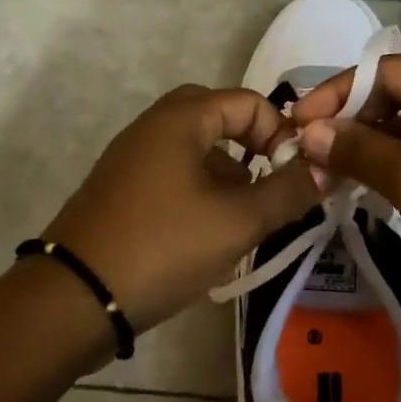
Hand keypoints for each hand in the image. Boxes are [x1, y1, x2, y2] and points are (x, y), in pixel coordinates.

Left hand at [42, 85, 321, 331]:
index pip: (249, 102)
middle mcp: (154, 125)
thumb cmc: (163, 246)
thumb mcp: (237, 221)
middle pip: (220, 119)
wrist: (74, 299)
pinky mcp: (121, 189)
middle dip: (253, 150)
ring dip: (229, 174)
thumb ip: (288, 192)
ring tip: (245, 220)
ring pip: (197, 149)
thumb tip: (327, 169)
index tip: (294, 176)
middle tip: (269, 187)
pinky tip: (209, 235)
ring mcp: (132, 157)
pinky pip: (174, 173)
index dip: (281, 134)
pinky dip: (201, 191)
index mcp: (181, 118)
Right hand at [289, 56, 400, 326]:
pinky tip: (359, 186)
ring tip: (325, 173)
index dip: (339, 93)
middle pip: (400, 97)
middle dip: (352, 124)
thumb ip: (357, 148)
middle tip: (306, 153)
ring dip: (367, 150)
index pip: (392, 71)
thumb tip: (307, 131)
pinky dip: (391, 170)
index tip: (295, 121)